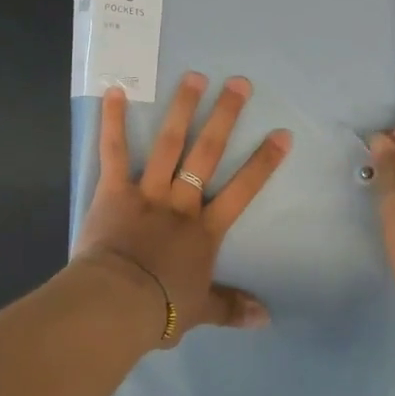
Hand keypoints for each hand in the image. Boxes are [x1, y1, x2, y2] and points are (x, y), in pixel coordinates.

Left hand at [74, 73, 291, 345]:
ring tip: (194, 77)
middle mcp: (181, 202)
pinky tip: (115, 90)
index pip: (242, 191)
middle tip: (239, 84)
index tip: (281, 134)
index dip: (263, 162)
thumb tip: (266, 318)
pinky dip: (113, 122)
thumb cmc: (160, 310)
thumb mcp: (200, 311)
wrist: (115, 305)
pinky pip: (114, 152)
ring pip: (168, 144)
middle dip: (225, 117)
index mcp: (204, 230)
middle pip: (207, 154)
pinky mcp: (113, 191)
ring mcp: (147, 192)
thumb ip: (232, 308)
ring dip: (182, 109)